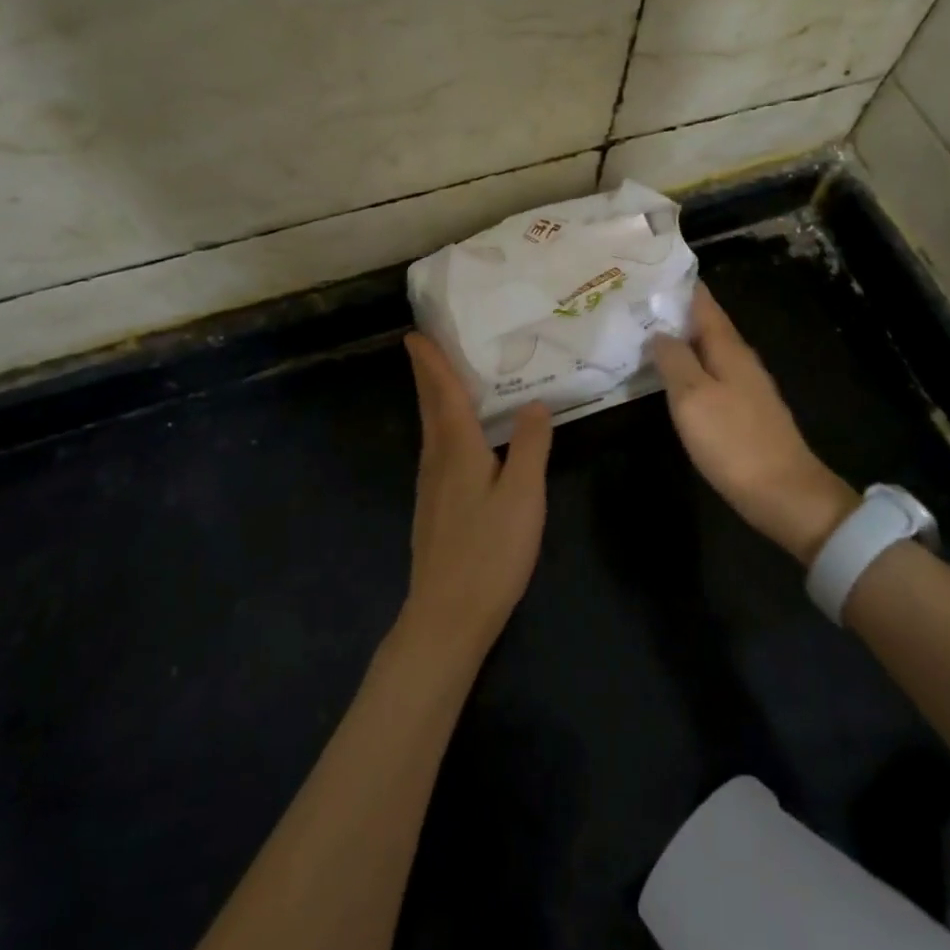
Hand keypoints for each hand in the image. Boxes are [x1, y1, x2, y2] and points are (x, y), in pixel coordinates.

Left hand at [400, 333, 553, 656]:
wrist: (447, 615)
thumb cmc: (489, 552)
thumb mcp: (523, 496)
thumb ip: (530, 447)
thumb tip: (535, 403)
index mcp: (457, 449)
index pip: (442, 393)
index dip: (431, 362)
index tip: (414, 334)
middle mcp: (436, 460)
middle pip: (430, 407)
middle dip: (428, 374)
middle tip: (428, 345)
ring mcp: (430, 485)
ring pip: (431, 429)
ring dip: (434, 398)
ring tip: (447, 380)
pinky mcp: (434, 506)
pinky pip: (437, 449)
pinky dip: (443, 427)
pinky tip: (459, 437)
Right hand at [649, 284, 859, 563]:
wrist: (784, 494)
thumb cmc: (734, 441)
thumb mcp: (693, 397)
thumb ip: (674, 360)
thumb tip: (659, 332)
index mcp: (729, 349)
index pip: (703, 303)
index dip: (678, 286)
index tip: (649, 272)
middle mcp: (740, 360)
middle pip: (705, 325)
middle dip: (673, 312)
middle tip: (635, 304)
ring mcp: (745, 387)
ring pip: (707, 351)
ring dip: (679, 341)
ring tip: (644, 334)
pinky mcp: (744, 412)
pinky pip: (710, 376)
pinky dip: (688, 368)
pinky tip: (669, 378)